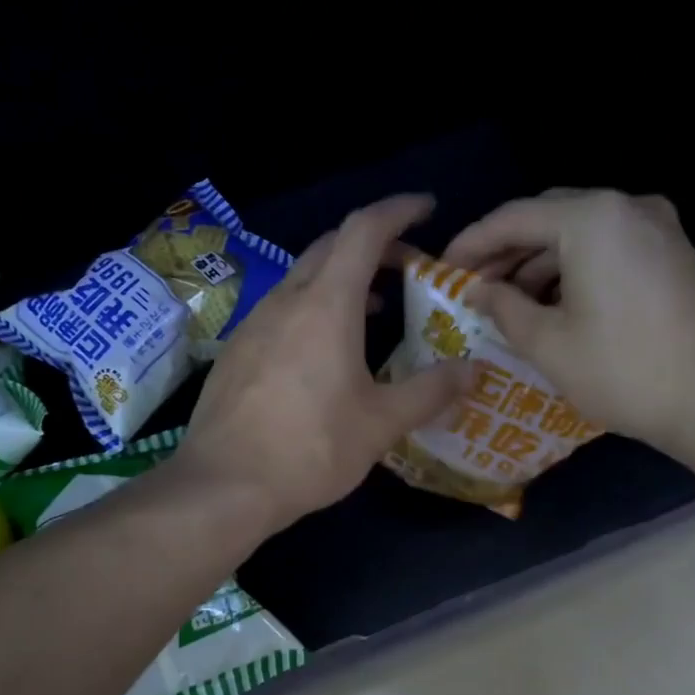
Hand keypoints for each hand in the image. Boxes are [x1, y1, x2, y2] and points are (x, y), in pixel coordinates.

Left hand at [176, 194, 475, 530]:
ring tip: (377, 306)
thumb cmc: (309, 449)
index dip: (399, 210)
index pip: (364, 229)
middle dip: (375, 244)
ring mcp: (254, 323)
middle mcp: (286, 300)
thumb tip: (472, 370)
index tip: (428, 208)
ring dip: (344, 277)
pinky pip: (284, 308)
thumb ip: (430, 391)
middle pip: (332, 246)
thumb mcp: (381, 423)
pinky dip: (316, 305)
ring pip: (304, 277)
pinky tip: (327, 348)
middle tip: (410, 266)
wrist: (222, 486)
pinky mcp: (237, 350)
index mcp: (326, 304)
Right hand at [441, 188, 694, 454]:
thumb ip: (502, 306)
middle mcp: (627, 207)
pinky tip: (554, 303)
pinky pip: (609, 246)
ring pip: (580, 232)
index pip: (513, 217)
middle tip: (473, 285)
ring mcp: (658, 227)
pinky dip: (574, 267)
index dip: (471, 243)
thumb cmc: (623, 371)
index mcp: (592, 218)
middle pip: (548, 216)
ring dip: (539, 261)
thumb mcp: (547, 343)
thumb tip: (477, 290)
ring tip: (508, 300)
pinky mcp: (674, 253)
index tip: (443, 270)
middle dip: (506, 250)